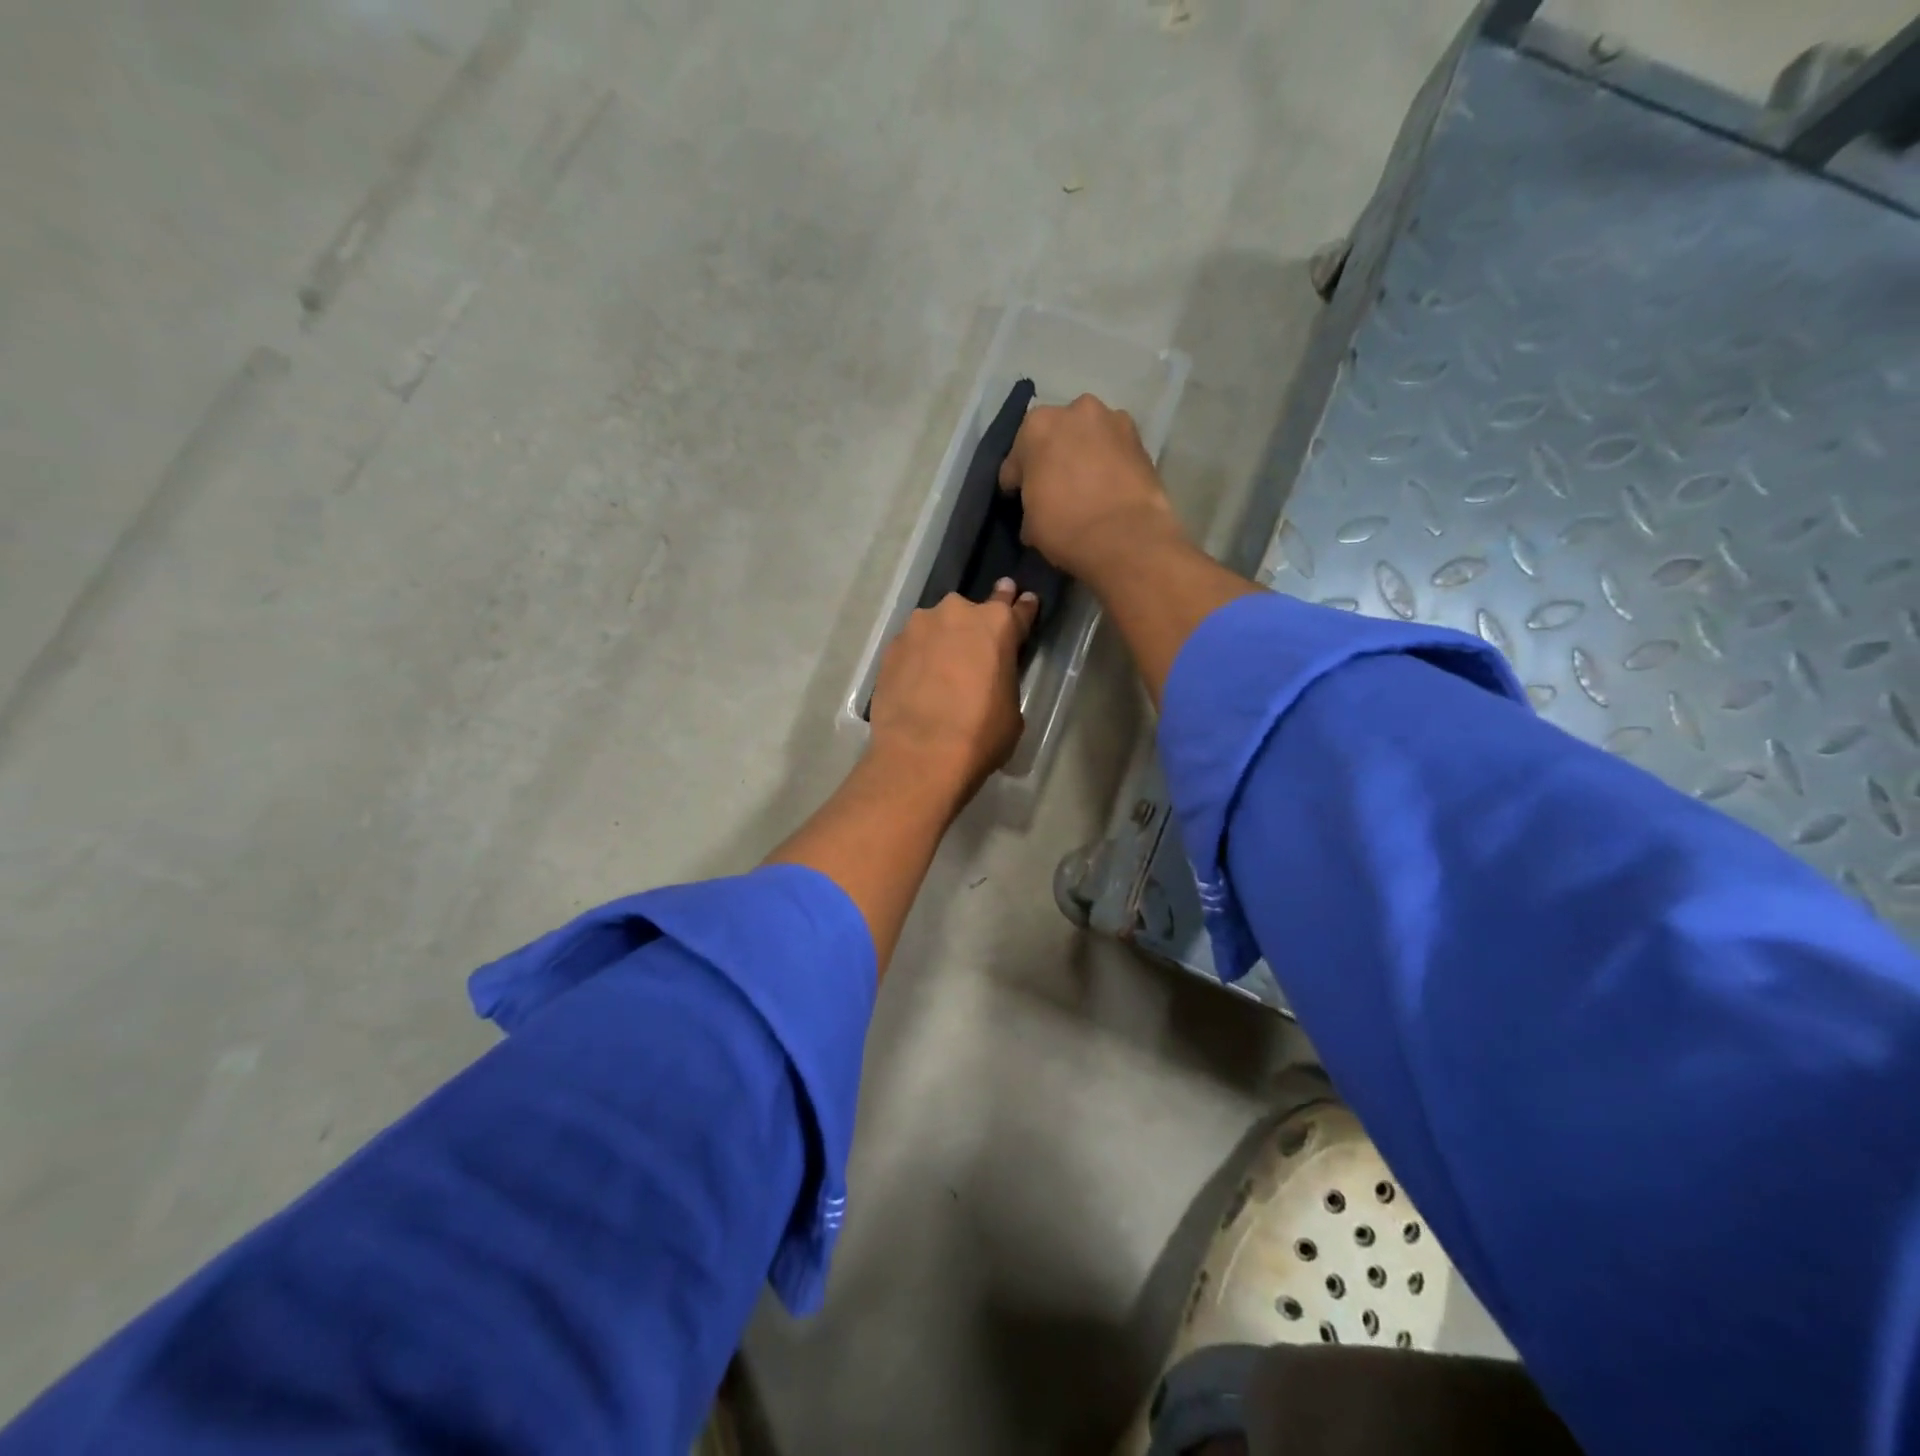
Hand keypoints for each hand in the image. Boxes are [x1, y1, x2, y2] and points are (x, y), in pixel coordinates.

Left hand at [868, 579, 1036, 798]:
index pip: (1016, 609)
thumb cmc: (981, 734)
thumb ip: (1002, 679)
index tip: (1023, 600)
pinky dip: (917, 659)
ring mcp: (919, 627)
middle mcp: (957, 614)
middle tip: (975, 646)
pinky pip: (912, 647)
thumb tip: (989, 681)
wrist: (921, 753)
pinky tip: (917, 681)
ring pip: (936, 627)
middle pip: (971, 613)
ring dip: (941, 641)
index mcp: (997, 624)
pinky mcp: (891, 647)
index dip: (1022, 609)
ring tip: (940, 670)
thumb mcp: (1011, 708)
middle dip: (975, 625)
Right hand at [998, 393, 1185, 583]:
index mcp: (1036, 426)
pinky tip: (1107, 487)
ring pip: (1087, 438)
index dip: (1015, 483)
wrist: (1126, 538)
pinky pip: (1113, 450)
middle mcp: (1075, 410)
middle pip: (1055, 437)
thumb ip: (1029, 505)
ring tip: (1085, 487)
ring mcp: (1113, 420)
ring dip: (1082, 455)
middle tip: (1053, 490)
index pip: (1016, 459)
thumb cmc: (1065, 527)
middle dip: (1051, 459)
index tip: (1018, 499)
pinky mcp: (1141, 440)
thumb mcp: (1030, 524)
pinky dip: (1107, 463)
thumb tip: (1035, 513)